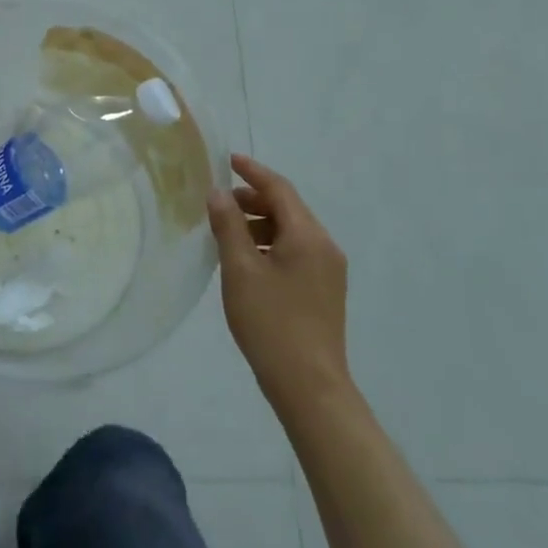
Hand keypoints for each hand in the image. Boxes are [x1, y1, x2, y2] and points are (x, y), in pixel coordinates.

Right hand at [208, 153, 349, 409]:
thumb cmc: (271, 323)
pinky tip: (247, 262)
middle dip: (253, 200)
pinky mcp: (324, 291)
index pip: (279, 189)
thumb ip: (229, 226)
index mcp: (308, 236)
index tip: (228, 160)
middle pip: (288, 208)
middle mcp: (325, 246)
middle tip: (219, 204)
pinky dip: (270, 245)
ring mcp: (328, 270)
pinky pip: (296, 252)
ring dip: (260, 224)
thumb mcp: (240, 270)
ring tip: (227, 235)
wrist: (309, 387)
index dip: (252, 172)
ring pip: (291, 232)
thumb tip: (218, 194)